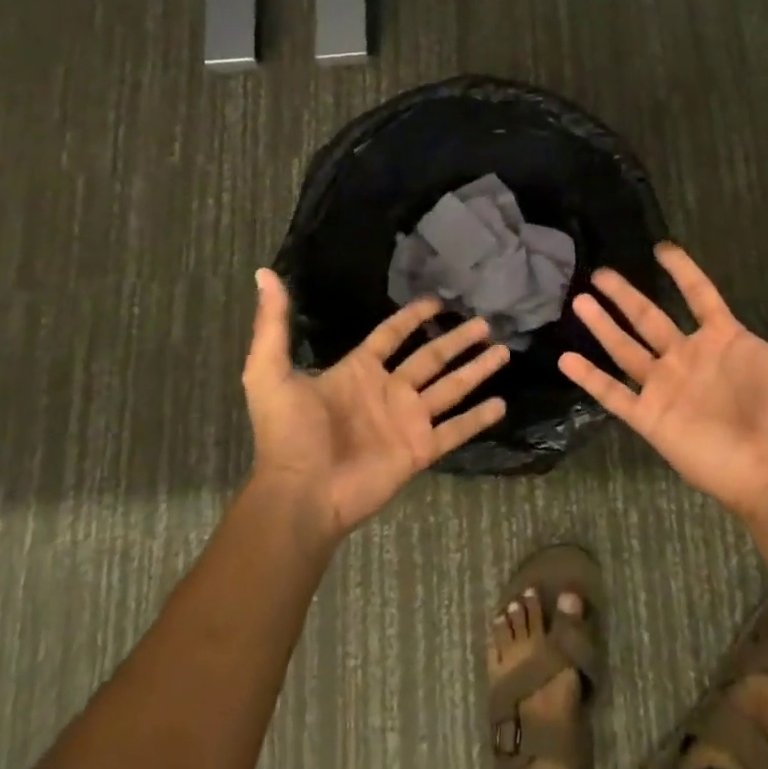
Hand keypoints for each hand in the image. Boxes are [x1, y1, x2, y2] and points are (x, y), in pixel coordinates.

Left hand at [243, 268, 508, 541]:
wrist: (300, 494)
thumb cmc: (287, 434)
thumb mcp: (270, 372)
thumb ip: (273, 324)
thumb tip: (265, 273)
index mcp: (358, 371)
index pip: (392, 335)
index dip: (413, 317)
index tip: (438, 300)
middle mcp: (388, 391)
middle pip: (431, 357)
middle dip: (457, 339)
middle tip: (484, 321)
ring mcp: (406, 421)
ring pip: (450, 388)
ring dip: (476, 370)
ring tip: (502, 350)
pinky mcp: (418, 450)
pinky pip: (454, 430)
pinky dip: (477, 419)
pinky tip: (501, 404)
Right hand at [558, 243, 767, 523]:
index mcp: (726, 340)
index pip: (698, 296)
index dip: (682, 271)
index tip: (662, 248)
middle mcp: (692, 359)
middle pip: (649, 318)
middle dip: (624, 295)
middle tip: (599, 272)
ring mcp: (669, 389)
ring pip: (626, 349)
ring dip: (602, 326)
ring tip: (578, 300)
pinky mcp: (653, 419)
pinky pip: (614, 394)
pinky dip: (589, 377)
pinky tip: (565, 358)